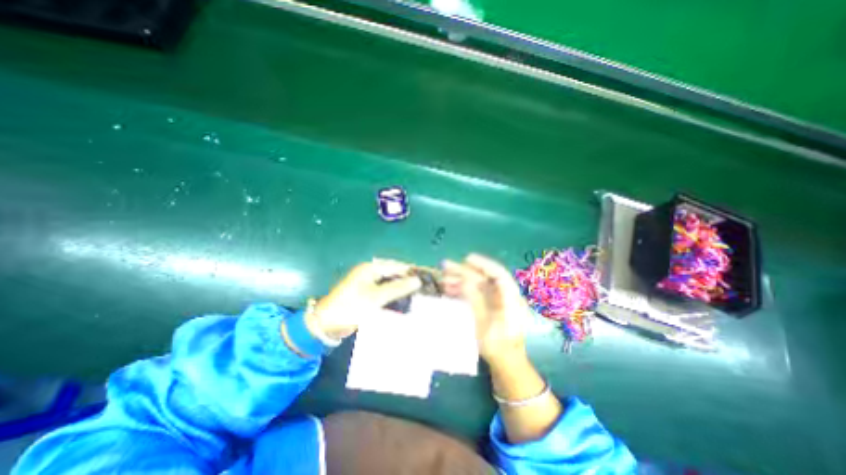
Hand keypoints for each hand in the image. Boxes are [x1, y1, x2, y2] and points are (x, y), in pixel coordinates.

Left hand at [306, 261, 420, 340]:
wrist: (328, 324)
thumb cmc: (352, 306)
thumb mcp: (377, 297)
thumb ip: (398, 288)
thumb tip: (417, 280)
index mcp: (370, 268)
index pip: (396, 266)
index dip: (411, 271)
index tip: (427, 277)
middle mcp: (370, 273)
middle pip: (394, 274)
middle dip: (407, 280)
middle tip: (424, 288)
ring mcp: (369, 284)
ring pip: (390, 284)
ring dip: (401, 289)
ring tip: (418, 295)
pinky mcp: (368, 295)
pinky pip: (385, 292)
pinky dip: (394, 296)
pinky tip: (404, 302)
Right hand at [444, 257, 525, 366]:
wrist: (506, 363)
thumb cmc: (498, 347)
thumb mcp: (484, 325)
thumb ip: (476, 300)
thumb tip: (464, 280)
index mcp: (511, 299)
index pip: (499, 274)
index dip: (483, 264)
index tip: (466, 259)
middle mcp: (505, 295)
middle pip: (484, 277)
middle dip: (465, 271)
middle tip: (445, 267)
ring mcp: (497, 300)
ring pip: (478, 284)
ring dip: (461, 280)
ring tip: (443, 279)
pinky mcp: (489, 305)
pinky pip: (475, 292)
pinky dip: (462, 289)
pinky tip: (449, 289)